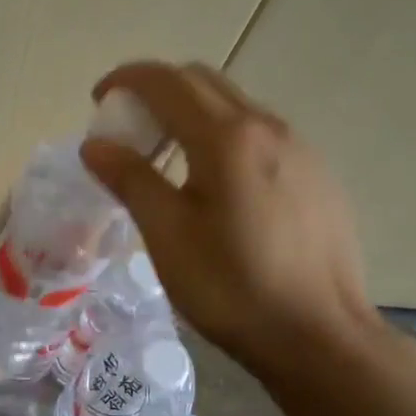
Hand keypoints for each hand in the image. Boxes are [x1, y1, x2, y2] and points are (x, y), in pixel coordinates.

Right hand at [80, 61, 380, 379]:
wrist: (321, 336)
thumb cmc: (232, 287)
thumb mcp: (168, 235)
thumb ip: (130, 179)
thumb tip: (95, 145)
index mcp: (227, 138)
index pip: (167, 82)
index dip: (126, 79)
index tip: (98, 100)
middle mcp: (268, 127)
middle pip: (203, 82)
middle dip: (157, 91)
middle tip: (128, 130)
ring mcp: (301, 148)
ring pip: (235, 106)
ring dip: (191, 113)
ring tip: (167, 158)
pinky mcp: (318, 174)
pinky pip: (260, 133)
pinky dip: (223, 135)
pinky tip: (215, 184)